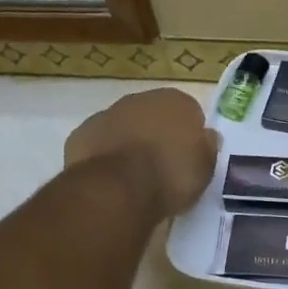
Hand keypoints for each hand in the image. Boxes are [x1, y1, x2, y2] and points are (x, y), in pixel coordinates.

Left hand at [65, 88, 219, 217]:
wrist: (118, 189)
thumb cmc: (171, 175)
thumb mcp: (205, 167)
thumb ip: (207, 147)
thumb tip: (207, 136)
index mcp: (175, 101)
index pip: (189, 112)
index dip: (189, 136)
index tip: (187, 158)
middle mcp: (141, 99)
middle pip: (153, 115)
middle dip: (156, 135)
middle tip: (161, 167)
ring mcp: (107, 114)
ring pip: (123, 127)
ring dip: (128, 144)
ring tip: (133, 178)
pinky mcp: (80, 134)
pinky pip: (98, 144)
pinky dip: (103, 156)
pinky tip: (108, 179)